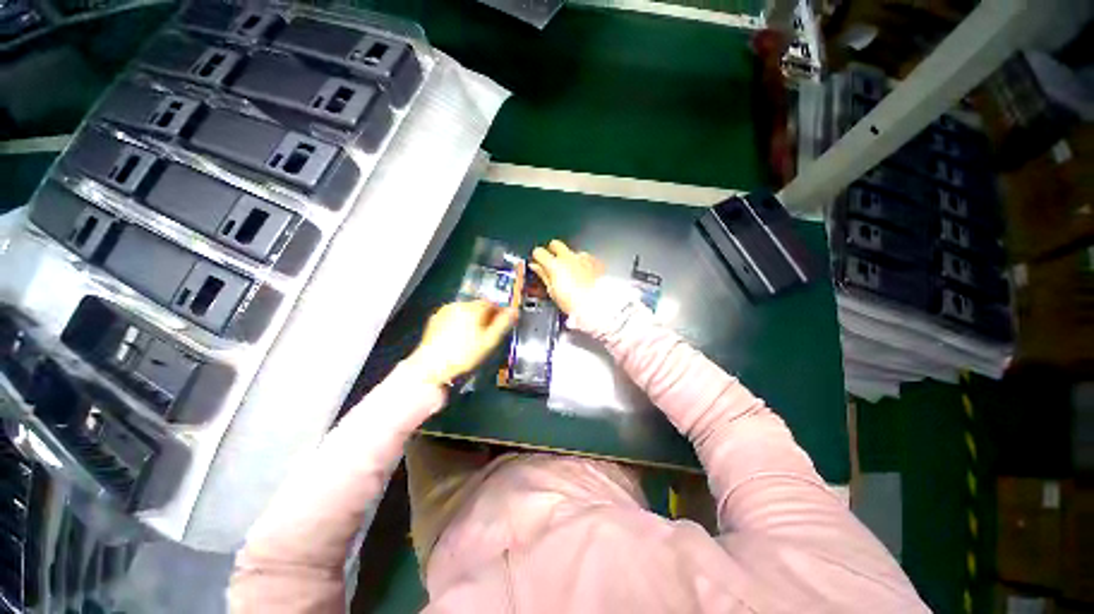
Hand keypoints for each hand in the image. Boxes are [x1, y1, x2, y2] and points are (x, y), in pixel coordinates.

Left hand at [404, 300, 516, 386]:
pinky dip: (459, 321)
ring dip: (472, 317)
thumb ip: (503, 324)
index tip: (502, 323)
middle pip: (477, 305)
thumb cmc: (464, 355)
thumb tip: (515, 310)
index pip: (491, 303)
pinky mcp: (435, 319)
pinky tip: (458, 336)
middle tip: (488, 332)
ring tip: (473, 335)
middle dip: (485, 315)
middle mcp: (458, 305)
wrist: (431, 366)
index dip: (499, 312)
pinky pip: (453, 316)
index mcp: (473, 308)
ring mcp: (444, 311)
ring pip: (465, 310)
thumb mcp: (489, 342)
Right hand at [530, 240, 603, 314]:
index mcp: (555, 265)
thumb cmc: (573, 302)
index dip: (537, 257)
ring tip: (570, 273)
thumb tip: (535, 266)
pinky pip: (585, 257)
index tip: (538, 263)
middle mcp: (569, 257)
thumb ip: (543, 274)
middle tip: (552, 264)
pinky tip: (582, 274)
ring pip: (571, 251)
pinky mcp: (594, 261)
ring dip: (569, 259)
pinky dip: (582, 263)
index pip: (539, 252)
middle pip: (555, 244)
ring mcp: (583, 258)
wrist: (596, 304)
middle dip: (552, 251)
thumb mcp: (552, 291)